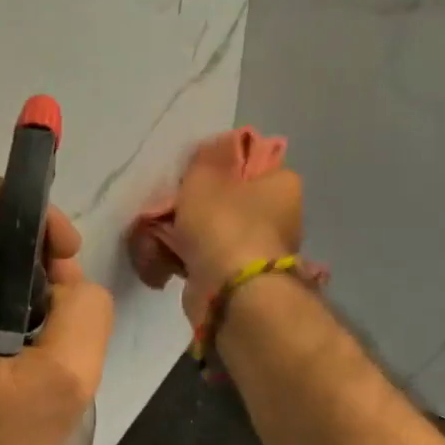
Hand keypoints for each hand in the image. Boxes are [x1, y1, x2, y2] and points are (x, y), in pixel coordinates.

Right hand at [170, 153, 305, 325]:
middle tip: (171, 208)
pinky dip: (190, 261)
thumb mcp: (204, 176)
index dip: (220, 168)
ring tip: (161, 237)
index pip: (252, 164)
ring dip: (191, 236)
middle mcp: (282, 217)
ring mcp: (263, 252)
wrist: (230, 290)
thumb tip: (209, 154)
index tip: (193, 177)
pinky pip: (210, 261)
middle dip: (200, 207)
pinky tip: (167, 261)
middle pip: (232, 202)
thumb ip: (204, 160)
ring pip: (218, 234)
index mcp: (283, 184)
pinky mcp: (243, 281)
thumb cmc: (223, 223)